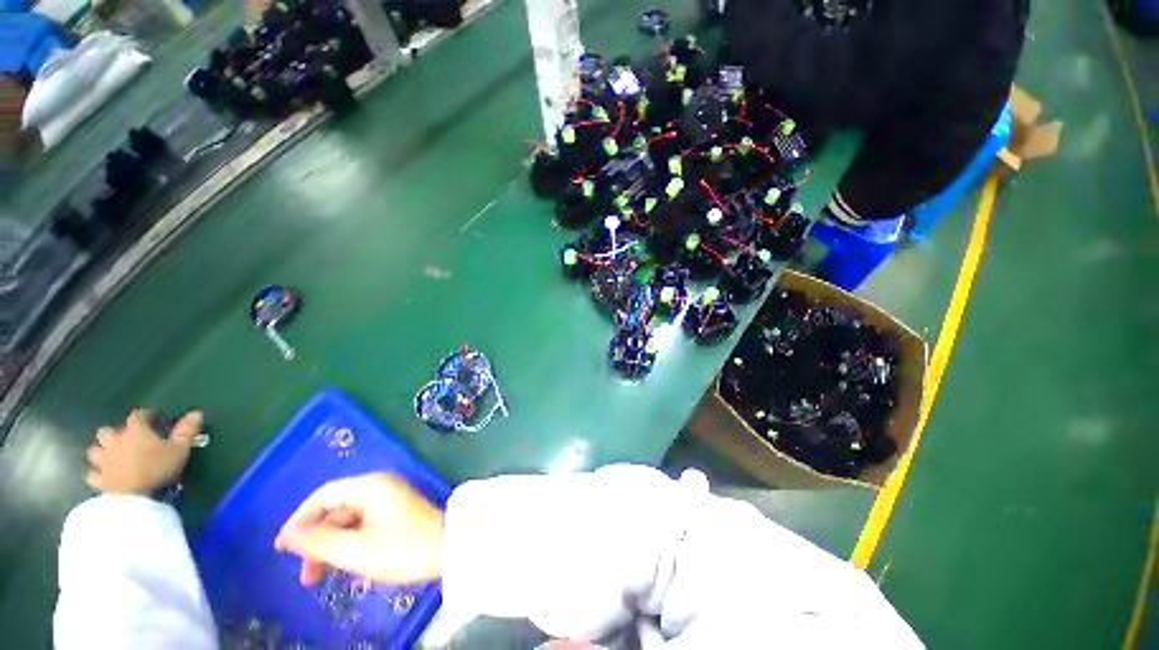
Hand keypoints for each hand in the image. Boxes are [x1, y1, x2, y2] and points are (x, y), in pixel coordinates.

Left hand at [85, 410, 202, 494]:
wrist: (137, 498)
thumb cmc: (159, 469)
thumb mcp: (180, 449)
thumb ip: (187, 431)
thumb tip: (197, 412)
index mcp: (134, 432)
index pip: (137, 415)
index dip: (145, 415)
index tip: (154, 418)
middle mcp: (114, 442)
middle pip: (107, 431)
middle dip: (114, 434)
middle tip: (127, 440)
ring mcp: (103, 461)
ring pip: (94, 450)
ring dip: (101, 451)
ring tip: (112, 456)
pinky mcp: (99, 479)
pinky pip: (92, 474)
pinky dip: (96, 473)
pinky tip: (103, 475)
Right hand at [275, 473, 443, 585]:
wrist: (448, 549)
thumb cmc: (402, 548)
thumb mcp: (356, 550)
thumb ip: (319, 542)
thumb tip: (289, 535)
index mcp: (371, 487)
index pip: (325, 495)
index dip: (299, 519)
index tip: (282, 547)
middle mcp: (379, 488)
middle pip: (336, 509)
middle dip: (315, 540)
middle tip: (304, 574)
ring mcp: (389, 500)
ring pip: (348, 521)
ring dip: (330, 546)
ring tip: (317, 578)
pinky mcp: (395, 514)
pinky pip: (362, 526)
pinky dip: (347, 544)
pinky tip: (342, 566)